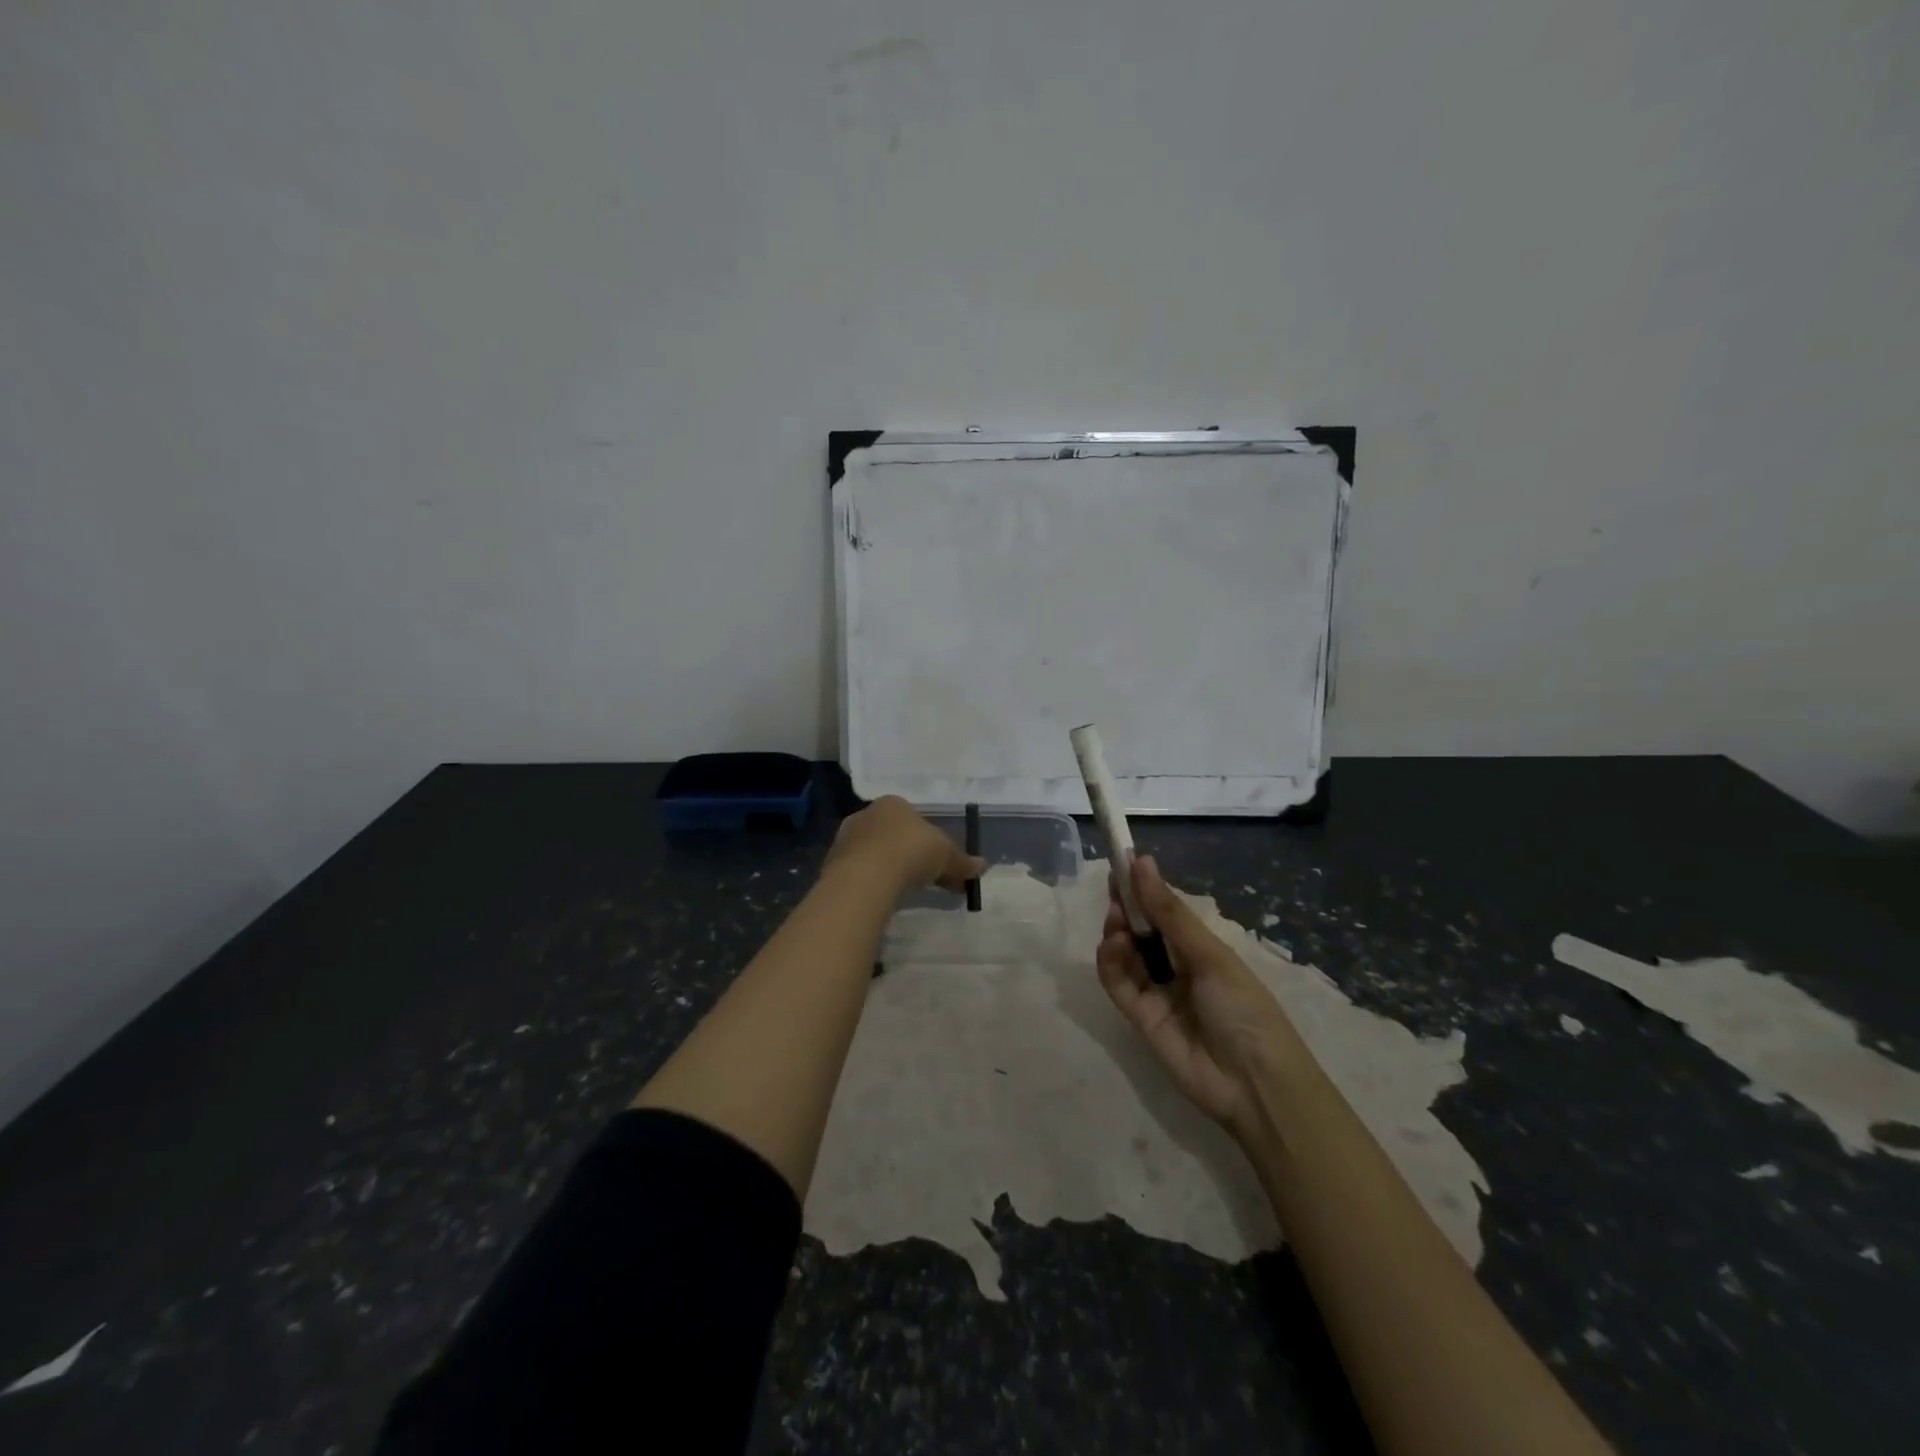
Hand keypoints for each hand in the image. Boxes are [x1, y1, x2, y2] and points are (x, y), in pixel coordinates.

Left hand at [824, 796, 984, 896]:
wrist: (865, 876)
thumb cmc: (910, 851)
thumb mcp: (946, 855)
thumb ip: (962, 861)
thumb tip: (982, 866)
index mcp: (893, 803)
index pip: (914, 818)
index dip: (931, 841)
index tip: (942, 864)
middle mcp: (867, 814)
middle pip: (894, 835)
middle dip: (912, 856)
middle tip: (928, 881)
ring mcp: (846, 839)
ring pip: (876, 853)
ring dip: (891, 869)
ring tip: (906, 892)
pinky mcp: (833, 864)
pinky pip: (861, 872)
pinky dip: (874, 883)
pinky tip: (884, 898)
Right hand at [1096, 856, 1299, 1137]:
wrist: (1255, 1085)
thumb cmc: (1244, 1009)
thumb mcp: (1210, 955)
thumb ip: (1169, 912)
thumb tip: (1142, 861)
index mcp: (1200, 949)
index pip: (1164, 911)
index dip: (1143, 888)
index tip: (1121, 862)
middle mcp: (1176, 967)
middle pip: (1140, 930)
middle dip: (1125, 907)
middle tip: (1113, 889)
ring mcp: (1157, 993)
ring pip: (1125, 955)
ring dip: (1117, 932)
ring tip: (1117, 921)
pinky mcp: (1139, 1018)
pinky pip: (1118, 983)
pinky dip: (1110, 962)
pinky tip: (1114, 945)